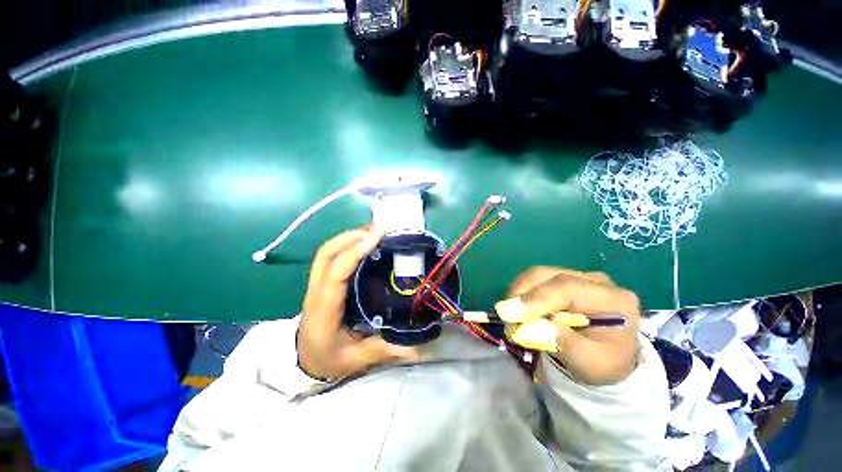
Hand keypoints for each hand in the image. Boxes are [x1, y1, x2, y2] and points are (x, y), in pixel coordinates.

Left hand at [297, 227, 418, 379]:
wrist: (304, 360)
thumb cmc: (329, 359)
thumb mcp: (356, 359)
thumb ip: (384, 349)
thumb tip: (417, 348)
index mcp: (324, 309)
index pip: (336, 273)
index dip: (355, 252)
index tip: (377, 237)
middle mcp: (316, 290)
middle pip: (326, 253)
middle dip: (352, 236)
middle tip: (379, 230)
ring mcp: (317, 283)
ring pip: (327, 251)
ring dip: (349, 236)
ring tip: (373, 231)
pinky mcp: (322, 281)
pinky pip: (331, 255)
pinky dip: (346, 243)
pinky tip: (363, 242)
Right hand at [501, 267, 640, 384]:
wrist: (609, 356)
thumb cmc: (602, 362)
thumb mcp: (590, 364)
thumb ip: (564, 345)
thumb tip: (530, 328)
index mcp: (613, 299)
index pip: (567, 288)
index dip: (536, 298)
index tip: (511, 314)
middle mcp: (596, 280)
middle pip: (549, 275)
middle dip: (522, 293)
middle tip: (506, 316)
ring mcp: (578, 275)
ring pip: (538, 273)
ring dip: (518, 291)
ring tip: (511, 315)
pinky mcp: (563, 277)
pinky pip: (535, 278)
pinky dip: (521, 291)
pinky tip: (519, 307)